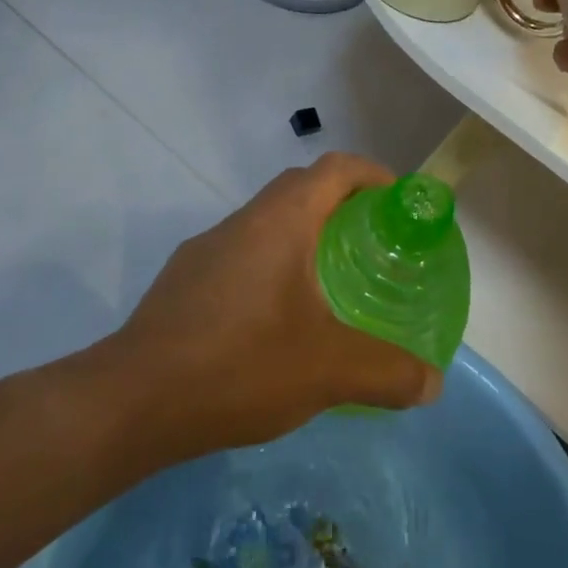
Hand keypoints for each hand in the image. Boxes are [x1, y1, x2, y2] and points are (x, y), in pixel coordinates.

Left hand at [105, 154, 443, 457]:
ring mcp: (206, 247)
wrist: (134, 400)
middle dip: (340, 203)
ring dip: (301, 235)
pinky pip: (240, 253)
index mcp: (282, 220)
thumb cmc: (240, 364)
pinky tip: (273, 320)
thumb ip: (387, 373)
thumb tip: (433, 384)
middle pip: (301, 188)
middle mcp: (243, 220)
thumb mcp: (328, 370)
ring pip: (266, 221)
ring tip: (327, 282)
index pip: (335, 168)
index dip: (372, 174)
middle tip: (371, 242)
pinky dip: (269, 265)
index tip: (397, 201)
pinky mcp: (183, 279)